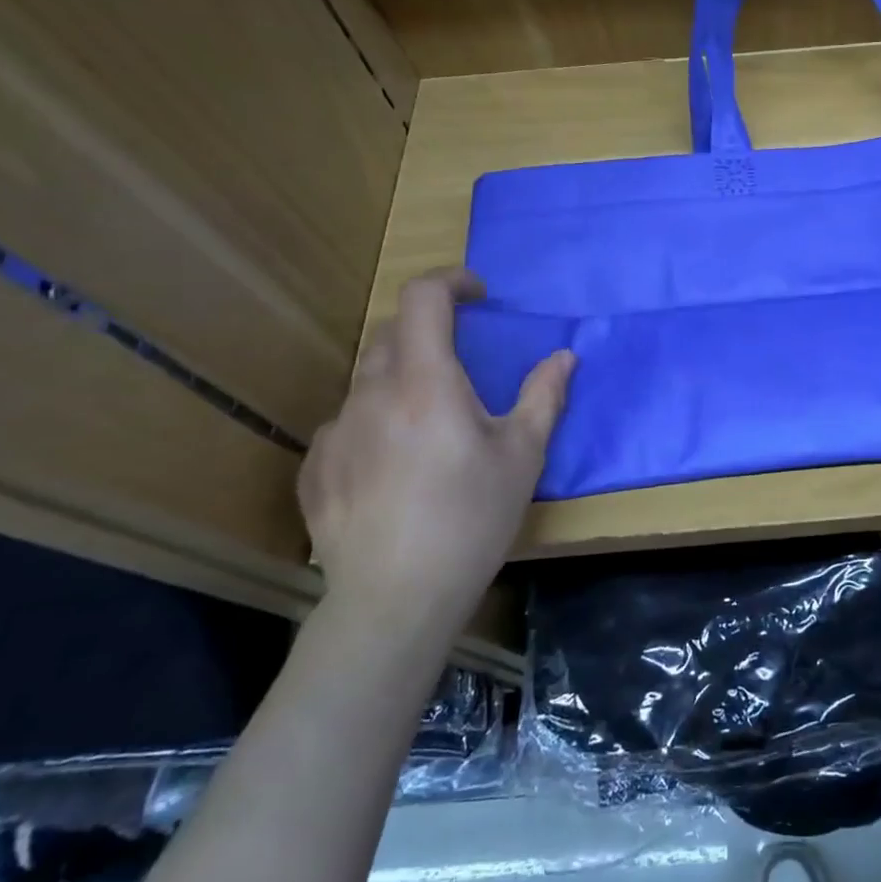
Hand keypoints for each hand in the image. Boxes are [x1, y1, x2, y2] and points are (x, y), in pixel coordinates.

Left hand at [297, 268, 573, 638]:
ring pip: (368, 380)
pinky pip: (348, 424)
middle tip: (463, 364)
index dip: (450, 281)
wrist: (395, 601)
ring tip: (431, 425)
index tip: (478, 294)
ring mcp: (335, 431)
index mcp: (426, 382)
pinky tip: (394, 467)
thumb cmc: (471, 520)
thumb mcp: (523, 456)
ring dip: (403, 379)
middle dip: (430, 331)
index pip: (423, 298)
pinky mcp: (315, 468)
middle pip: (393, 333)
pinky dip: (375, 423)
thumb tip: (565, 355)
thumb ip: (544, 396)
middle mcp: (371, 394)